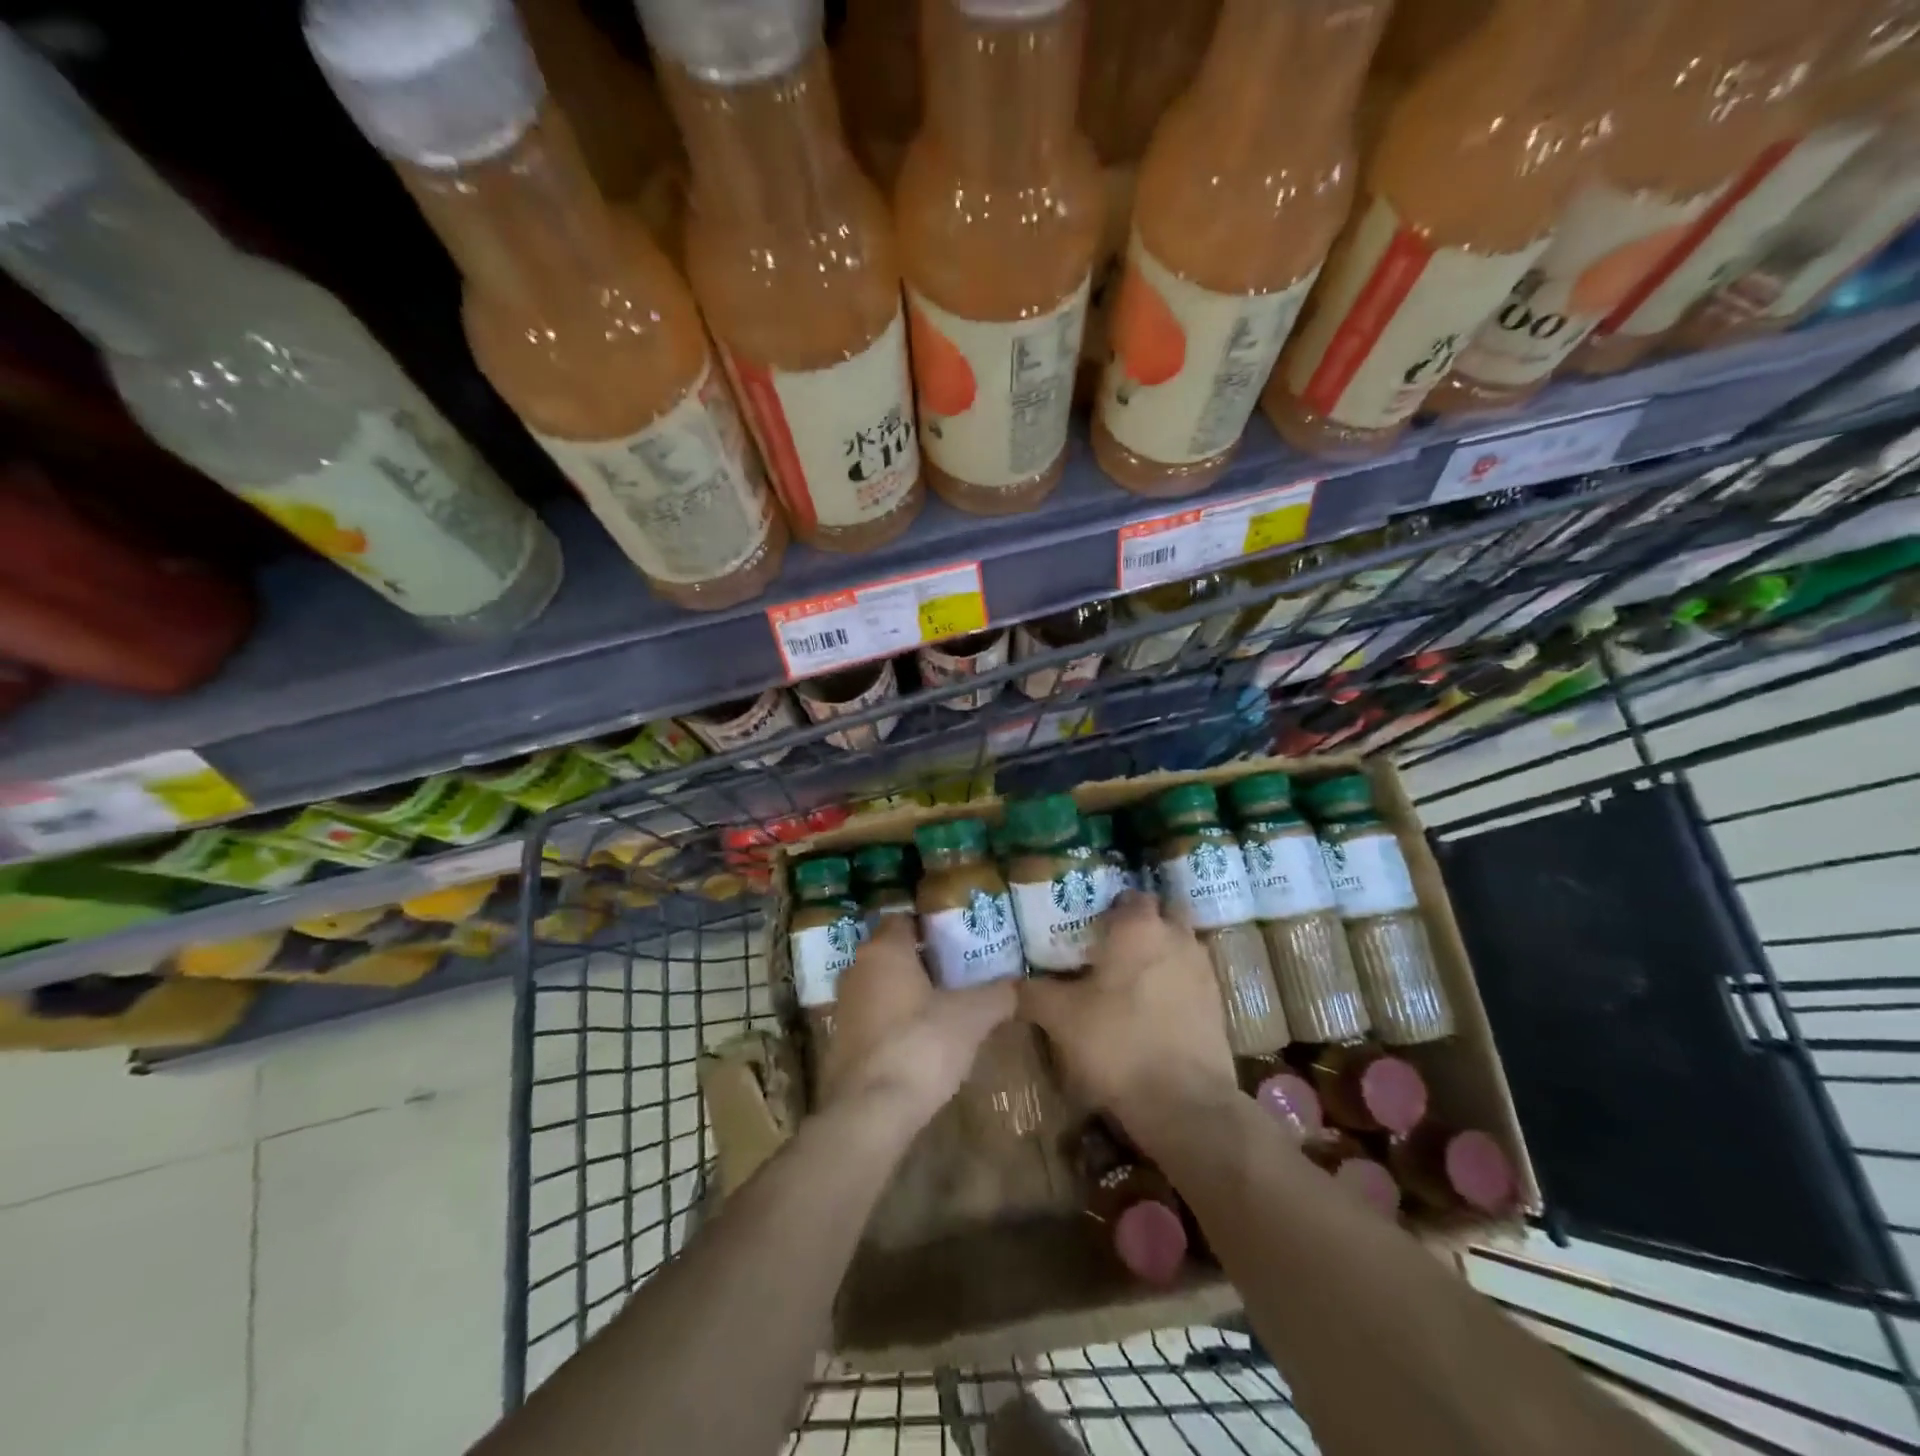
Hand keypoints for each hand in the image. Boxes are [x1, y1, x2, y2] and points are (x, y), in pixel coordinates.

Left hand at [819, 915, 1015, 1129]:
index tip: (957, 938)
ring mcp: (844, 1007)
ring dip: (906, 992)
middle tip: (957, 971)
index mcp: (884, 950)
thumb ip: (998, 994)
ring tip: (943, 1006)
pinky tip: (920, 1039)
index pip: (903, 919)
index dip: (930, 926)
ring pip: (880, 986)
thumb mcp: (972, 1017)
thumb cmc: (921, 1044)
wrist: (870, 1111)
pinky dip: (893, 1021)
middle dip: (921, 960)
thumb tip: (1018, 985)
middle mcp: (857, 969)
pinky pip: (873, 1017)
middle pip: (891, 952)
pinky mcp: (841, 1042)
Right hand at [1019, 891, 1236, 1141]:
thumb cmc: (1118, 1044)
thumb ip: (1032, 993)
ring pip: (1179, 945)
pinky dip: (1174, 982)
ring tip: (1129, 976)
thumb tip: (1006, 983)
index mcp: (1139, 927)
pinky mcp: (1217, 1004)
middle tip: (1110, 944)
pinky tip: (1152, 1007)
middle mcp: (1177, 937)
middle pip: (1162, 913)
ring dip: (1160, 952)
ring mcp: (1203, 970)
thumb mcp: (1061, 1018)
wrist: (1186, 1105)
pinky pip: (1191, 977)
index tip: (1087, 923)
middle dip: (1141, 923)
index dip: (1108, 905)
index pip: (1128, 895)